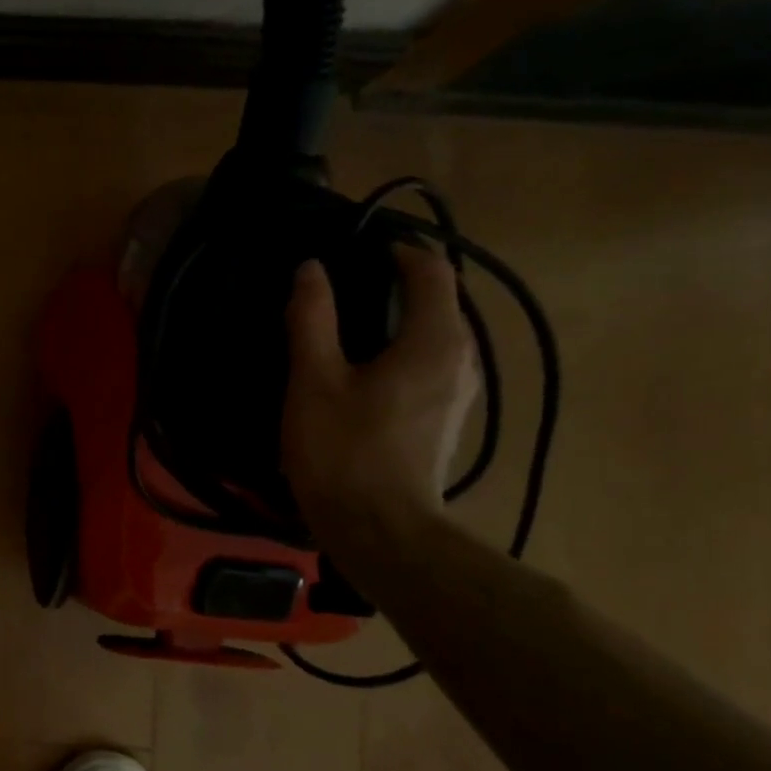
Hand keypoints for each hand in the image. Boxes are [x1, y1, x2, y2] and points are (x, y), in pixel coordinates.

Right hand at [282, 245, 477, 562]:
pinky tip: (365, 362)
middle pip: (440, 301)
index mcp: (434, 340)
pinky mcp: (444, 416)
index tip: (359, 243)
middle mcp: (459, 358)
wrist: (379, 528)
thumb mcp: (314, 379)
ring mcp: (456, 391)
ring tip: (351, 317)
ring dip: (401, 315)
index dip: (399, 250)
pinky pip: (430, 360)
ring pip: (436, 333)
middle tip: (344, 278)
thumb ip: (313, 319)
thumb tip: (311, 269)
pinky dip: (403, 345)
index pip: (431, 272)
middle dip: (399, 281)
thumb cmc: (342, 449)